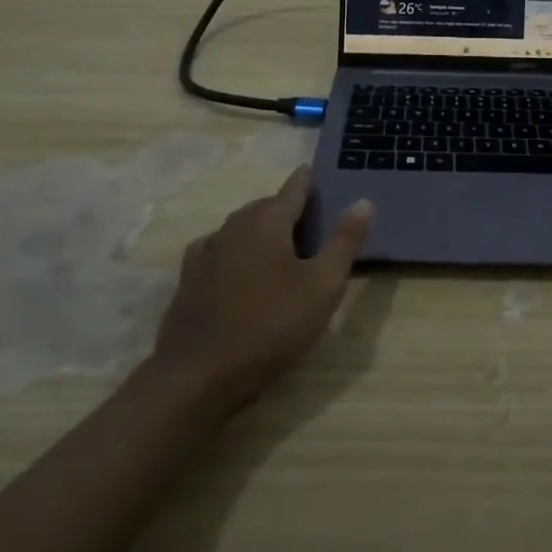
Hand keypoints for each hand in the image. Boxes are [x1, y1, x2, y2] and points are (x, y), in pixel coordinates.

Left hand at [146, 168, 372, 412]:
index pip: (294, 188)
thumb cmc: (269, 328)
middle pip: (267, 206)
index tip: (318, 176)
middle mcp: (234, 226)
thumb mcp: (322, 287)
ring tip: (280, 246)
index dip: (309, 181)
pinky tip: (238, 264)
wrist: (196, 376)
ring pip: (241, 226)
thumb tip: (363, 201)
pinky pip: (218, 248)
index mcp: (268, 221)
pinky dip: (235, 248)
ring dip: (261, 228)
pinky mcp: (188, 277)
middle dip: (289, 208)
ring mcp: (207, 251)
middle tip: (312, 225)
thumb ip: (344, 242)